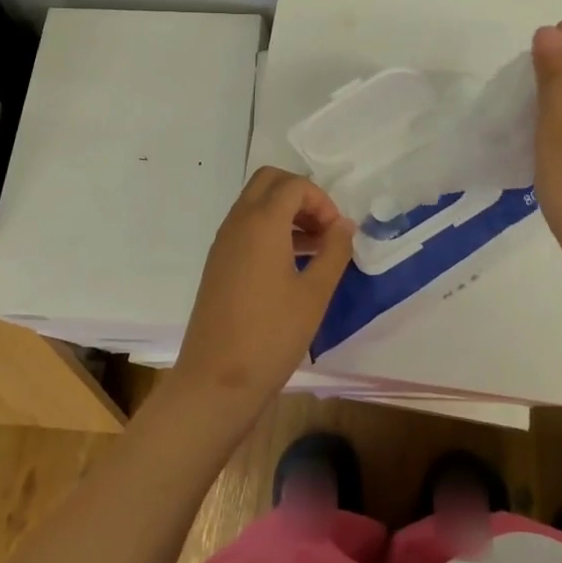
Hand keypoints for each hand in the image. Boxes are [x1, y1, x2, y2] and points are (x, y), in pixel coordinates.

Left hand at [170, 168, 354, 426]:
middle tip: (323, 228)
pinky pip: (245, 226)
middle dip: (300, 195)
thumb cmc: (272, 335)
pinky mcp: (217, 262)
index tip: (337, 233)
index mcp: (262, 222)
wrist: (216, 380)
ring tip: (314, 248)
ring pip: (255, 203)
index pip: (294, 185)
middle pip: (269, 182)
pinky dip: (269, 229)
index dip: (321, 200)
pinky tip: (290, 265)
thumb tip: (345, 225)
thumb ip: (334, 252)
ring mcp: (223, 242)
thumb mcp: (315, 294)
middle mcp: (238, 222)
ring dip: (285, 212)